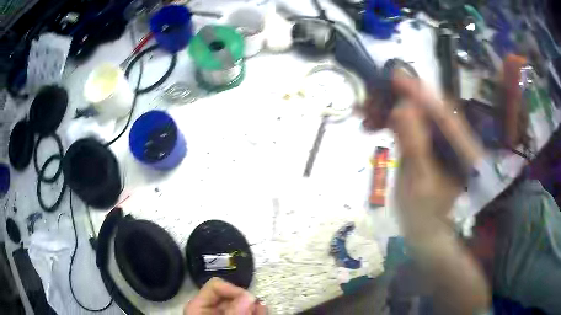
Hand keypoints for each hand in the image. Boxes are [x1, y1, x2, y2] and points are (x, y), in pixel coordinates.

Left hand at [185, 278, 265, 314]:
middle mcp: (210, 307)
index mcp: (199, 304)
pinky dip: (255, 311)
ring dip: (253, 305)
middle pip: (231, 295)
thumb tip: (249, 296)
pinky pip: (246, 311)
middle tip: (258, 306)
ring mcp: (222, 313)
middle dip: (246, 299)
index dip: (233, 289)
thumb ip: (232, 311)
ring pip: (240, 303)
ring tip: (262, 308)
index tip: (249, 299)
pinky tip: (262, 310)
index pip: (216, 285)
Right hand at [363, 72, 483, 227]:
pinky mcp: (430, 145)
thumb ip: (415, 145)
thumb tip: (402, 107)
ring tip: (366, 115)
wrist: (429, 235)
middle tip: (369, 101)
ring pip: (418, 114)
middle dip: (398, 99)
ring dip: (391, 109)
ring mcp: (442, 141)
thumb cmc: (426, 217)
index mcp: (463, 148)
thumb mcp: (419, 183)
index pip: (442, 111)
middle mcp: (454, 138)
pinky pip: (411, 125)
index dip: (417, 91)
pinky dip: (392, 122)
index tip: (392, 76)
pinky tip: (375, 124)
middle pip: (428, 107)